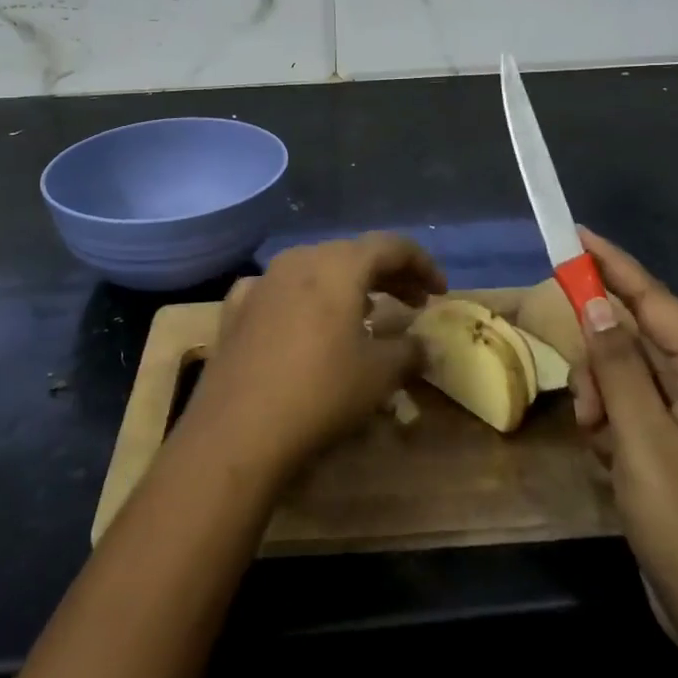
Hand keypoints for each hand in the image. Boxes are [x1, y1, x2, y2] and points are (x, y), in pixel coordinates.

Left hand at [182, 234, 444, 480]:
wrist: (238, 430)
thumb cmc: (321, 392)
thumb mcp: (379, 374)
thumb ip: (409, 351)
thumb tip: (424, 345)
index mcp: (339, 265)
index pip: (391, 246)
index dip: (422, 264)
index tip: (440, 292)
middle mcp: (300, 259)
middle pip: (353, 254)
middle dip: (388, 275)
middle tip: (413, 302)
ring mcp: (263, 281)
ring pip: (315, 268)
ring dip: (347, 285)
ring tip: (367, 312)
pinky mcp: (237, 308)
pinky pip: (281, 290)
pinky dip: (305, 300)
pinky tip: (306, 323)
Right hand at [571, 228, 677, 656]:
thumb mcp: (643, 438)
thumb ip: (617, 365)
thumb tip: (595, 303)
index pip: (653, 299)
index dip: (613, 264)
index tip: (574, 234)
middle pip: (632, 338)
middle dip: (600, 363)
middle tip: (587, 404)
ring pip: (622, 375)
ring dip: (601, 400)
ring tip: (599, 444)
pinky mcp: (669, 443)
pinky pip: (626, 408)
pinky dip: (609, 425)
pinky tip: (608, 461)